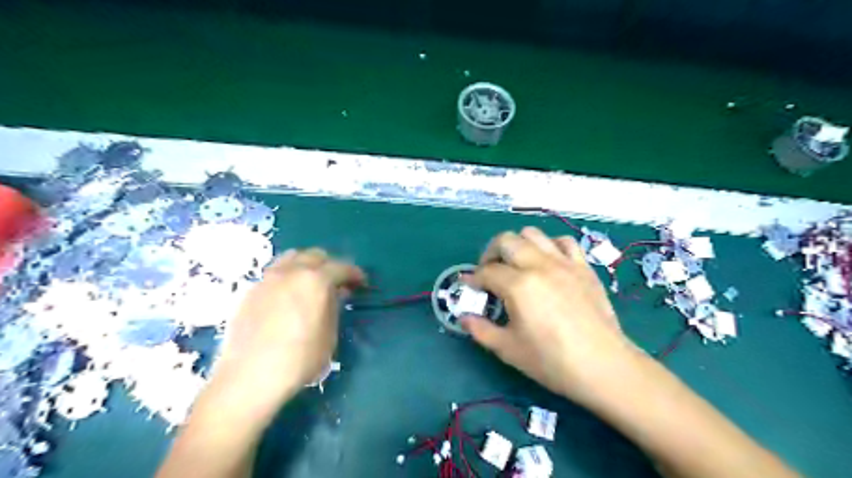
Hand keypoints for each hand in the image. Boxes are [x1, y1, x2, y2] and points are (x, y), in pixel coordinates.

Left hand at [211, 248, 362, 416]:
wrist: (249, 377)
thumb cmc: (299, 359)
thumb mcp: (329, 335)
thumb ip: (334, 307)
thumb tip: (336, 293)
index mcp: (316, 280)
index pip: (341, 267)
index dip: (354, 274)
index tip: (361, 283)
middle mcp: (291, 271)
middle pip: (316, 256)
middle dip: (331, 265)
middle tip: (337, 283)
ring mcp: (268, 278)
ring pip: (292, 257)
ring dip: (307, 265)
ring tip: (311, 283)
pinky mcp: (251, 290)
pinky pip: (275, 272)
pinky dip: (288, 275)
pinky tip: (288, 295)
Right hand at [463, 228, 643, 403]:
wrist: (603, 366)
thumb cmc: (551, 361)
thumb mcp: (508, 349)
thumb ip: (480, 329)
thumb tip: (463, 317)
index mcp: (518, 285)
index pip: (487, 272)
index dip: (473, 279)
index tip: (469, 287)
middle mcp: (539, 265)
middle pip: (506, 240)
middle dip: (490, 253)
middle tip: (489, 272)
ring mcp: (564, 263)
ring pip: (533, 234)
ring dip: (518, 245)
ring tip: (516, 264)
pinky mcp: (583, 267)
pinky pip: (564, 242)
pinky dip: (550, 246)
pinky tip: (547, 262)